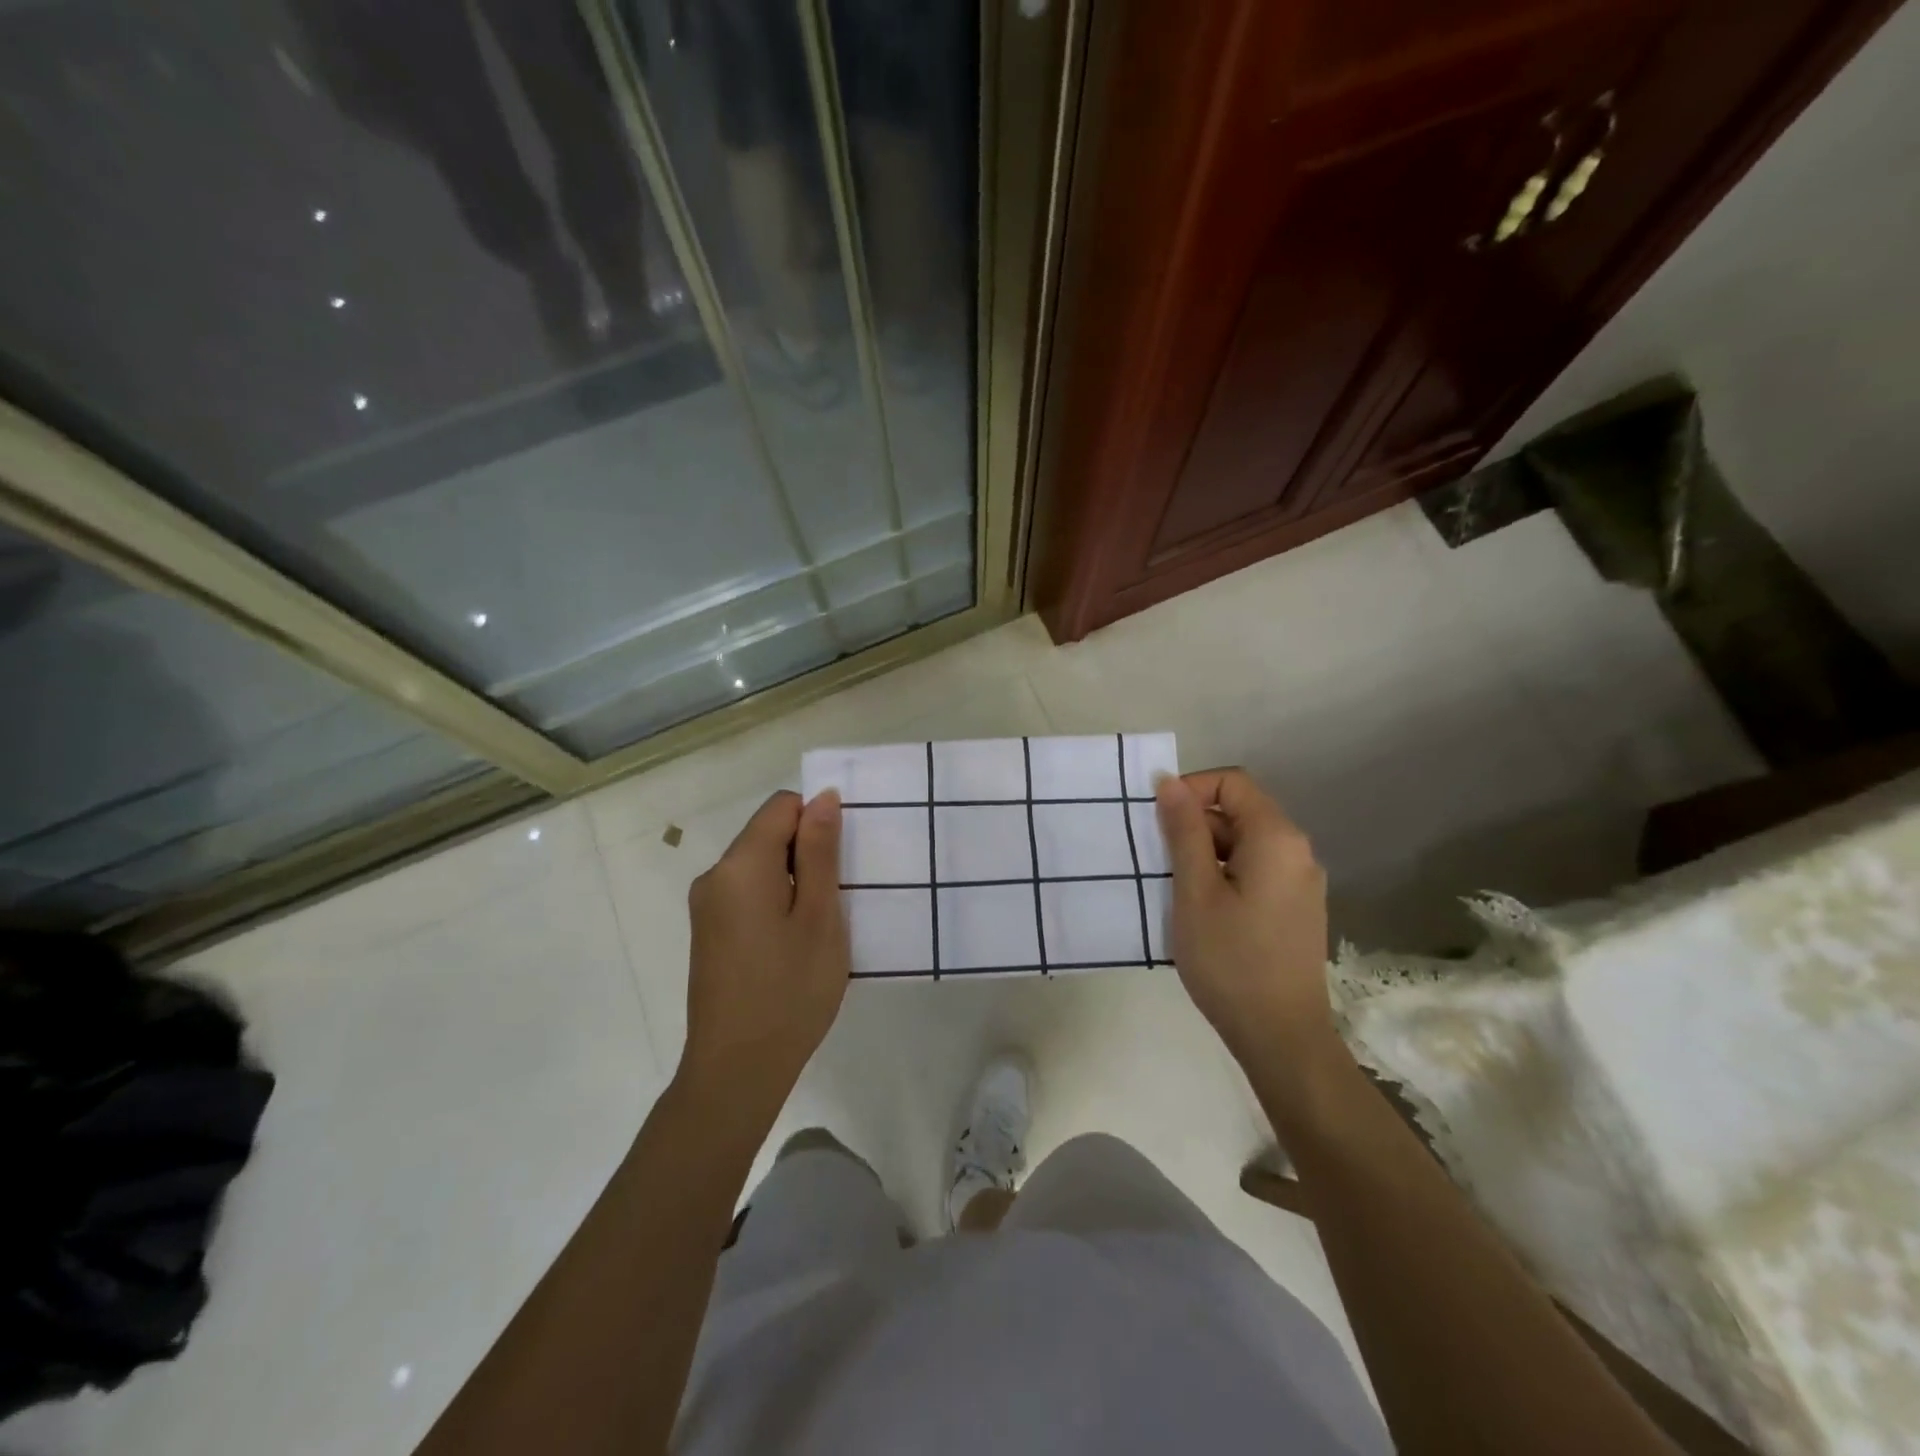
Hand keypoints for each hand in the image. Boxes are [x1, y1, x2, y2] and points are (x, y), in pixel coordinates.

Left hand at [680, 790, 848, 1126]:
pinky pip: (748, 895)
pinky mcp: (709, 933)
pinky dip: (776, 903)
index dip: (817, 821)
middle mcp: (714, 876)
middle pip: (768, 834)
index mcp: (740, 865)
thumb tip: (823, 797)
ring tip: (819, 927)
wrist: (736, 1071)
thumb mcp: (820, 917)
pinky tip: (794, 944)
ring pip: (760, 866)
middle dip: (807, 853)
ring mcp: (707, 907)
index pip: (781, 807)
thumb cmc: (790, 990)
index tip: (841, 863)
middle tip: (837, 900)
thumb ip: (820, 852)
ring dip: (795, 881)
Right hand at [1154, 769, 1336, 1068]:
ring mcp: (1300, 882)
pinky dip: (1223, 876)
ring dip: (1205, 855)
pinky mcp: (1295, 908)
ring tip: (1176, 892)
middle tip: (1159, 864)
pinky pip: (1255, 871)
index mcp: (1277, 838)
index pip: (1232, 783)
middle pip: (1239, 813)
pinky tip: (1202, 911)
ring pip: (1244, 845)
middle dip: (1194, 827)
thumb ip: (1183, 830)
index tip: (1157, 823)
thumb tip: (1169, 781)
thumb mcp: (1195, 890)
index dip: (1191, 791)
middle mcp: (1297, 851)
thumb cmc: (1231, 959)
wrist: (1280, 1036)